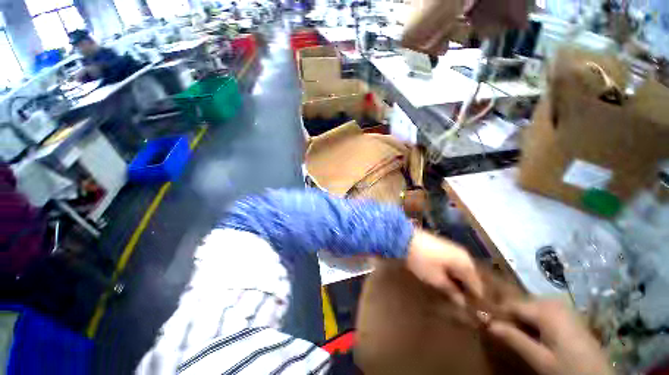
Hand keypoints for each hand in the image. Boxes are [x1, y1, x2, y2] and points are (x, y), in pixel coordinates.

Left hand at [406, 229, 482, 306]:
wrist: (405, 239)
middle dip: (465, 289)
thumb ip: (451, 290)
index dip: (474, 298)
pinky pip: (452, 263)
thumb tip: (462, 302)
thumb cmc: (423, 260)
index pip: (476, 285)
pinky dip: (451, 272)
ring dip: (457, 280)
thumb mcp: (436, 279)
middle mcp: (463, 255)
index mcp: (466, 263)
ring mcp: (452, 249)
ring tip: (452, 294)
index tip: (472, 311)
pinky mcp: (442, 246)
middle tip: (461, 303)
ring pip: (460, 269)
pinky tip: (445, 279)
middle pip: (469, 276)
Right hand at [487, 299, 613, 374]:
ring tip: (518, 334)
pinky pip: (542, 311)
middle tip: (504, 332)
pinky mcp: (568, 315)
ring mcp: (562, 307)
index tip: (486, 322)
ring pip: (530, 306)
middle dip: (510, 316)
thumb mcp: (541, 360)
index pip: (511, 304)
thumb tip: (487, 322)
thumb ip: (514, 339)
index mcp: (545, 310)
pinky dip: (533, 320)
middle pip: (521, 303)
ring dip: (521, 318)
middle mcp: (552, 302)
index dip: (497, 313)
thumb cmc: (569, 369)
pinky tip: (535, 334)